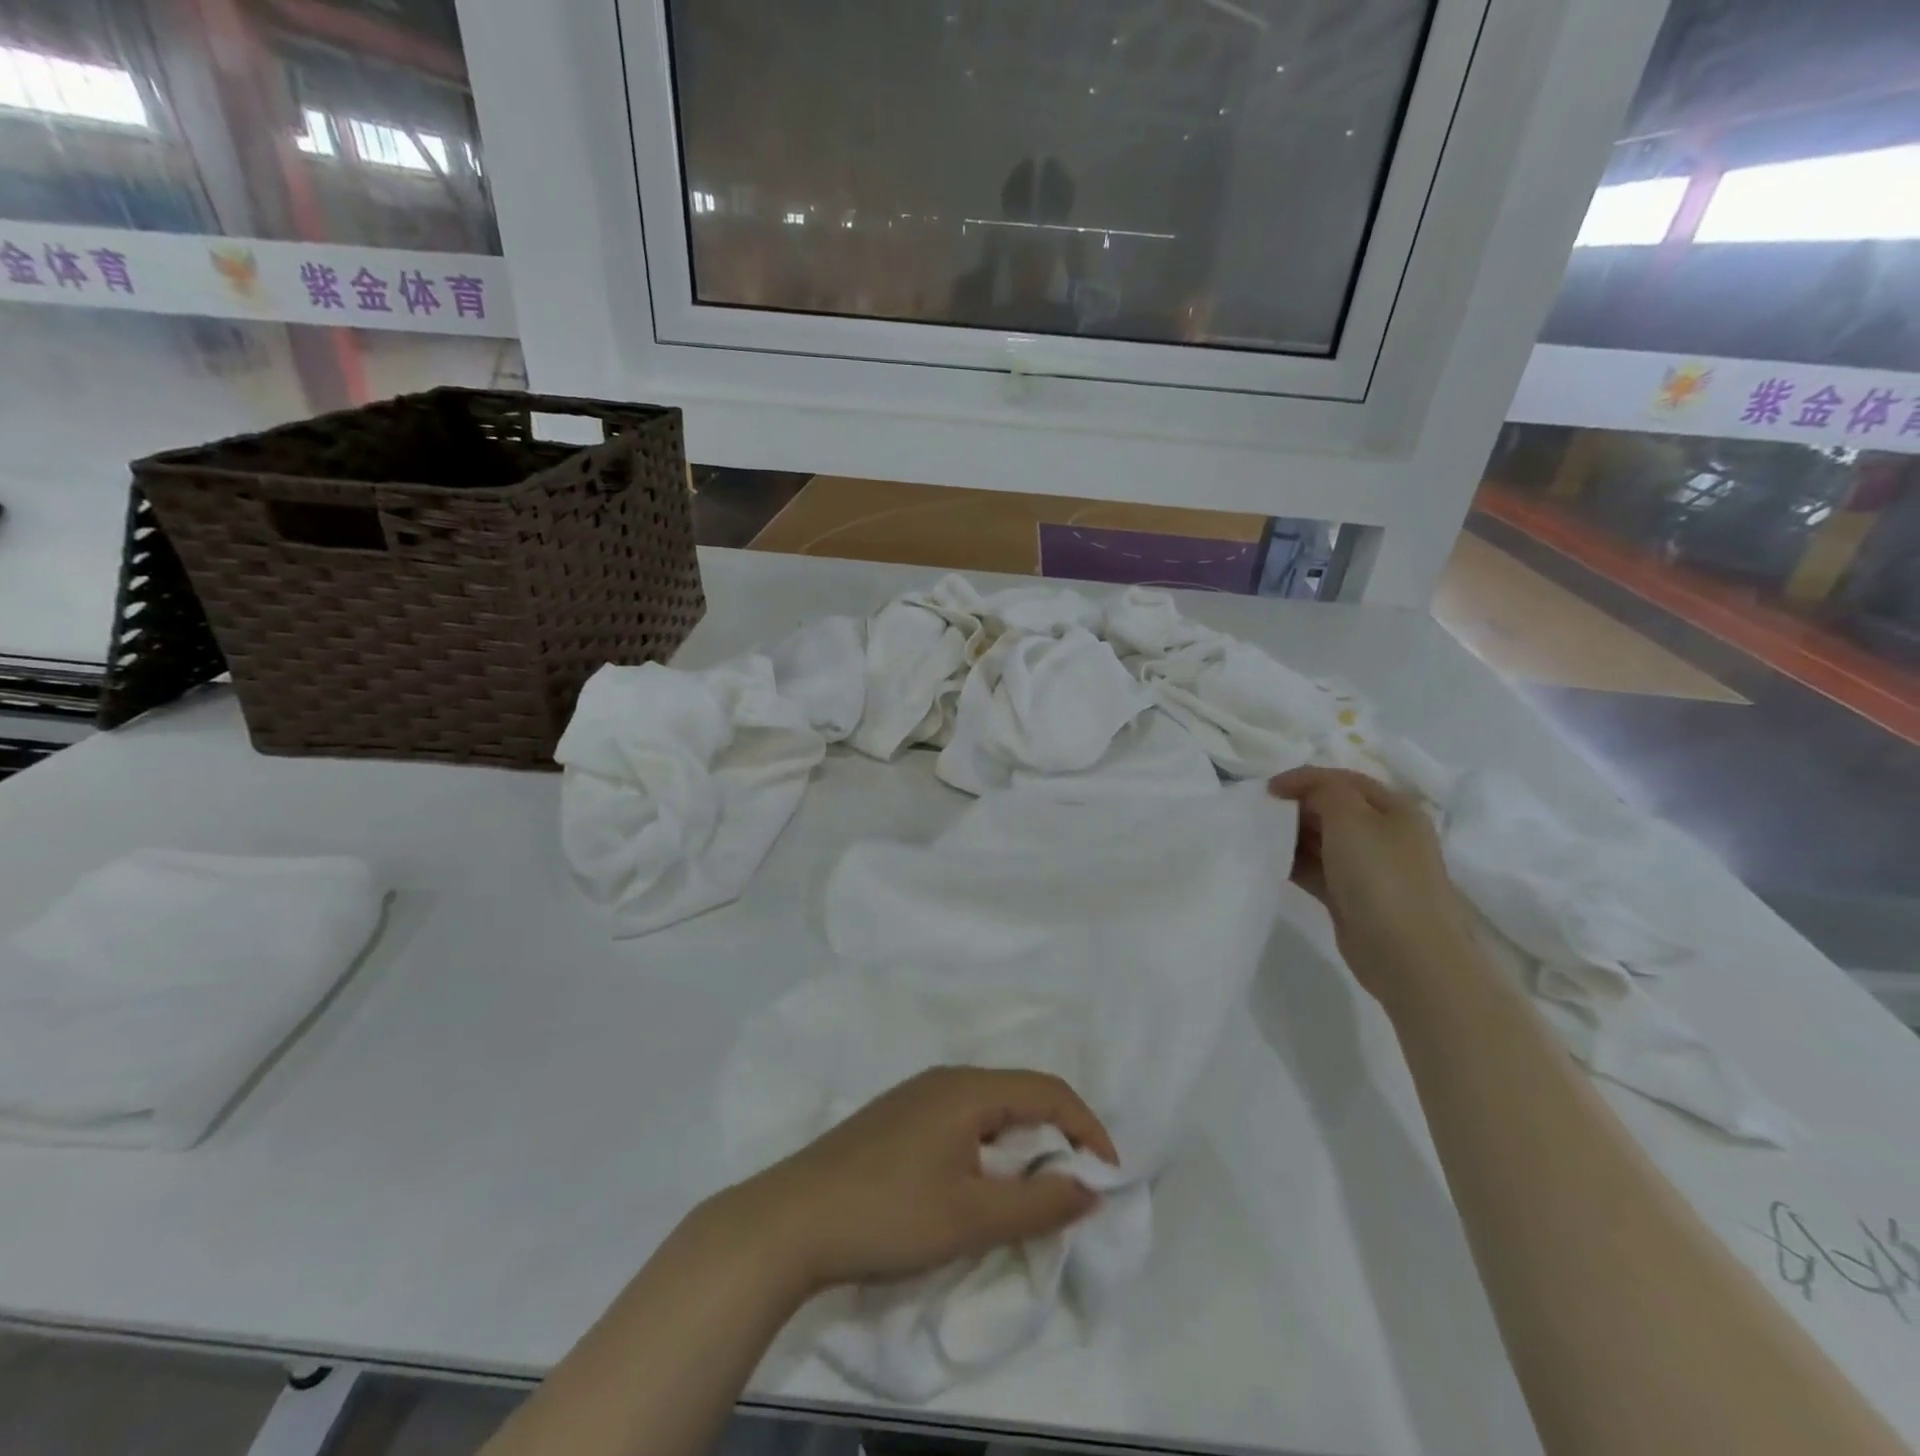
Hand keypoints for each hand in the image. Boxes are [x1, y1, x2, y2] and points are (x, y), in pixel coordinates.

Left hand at [726, 1067, 1117, 1293]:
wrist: (792, 1219)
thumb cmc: (890, 1213)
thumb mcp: (973, 1217)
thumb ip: (1038, 1203)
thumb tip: (1089, 1188)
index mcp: (968, 1089)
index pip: (1048, 1090)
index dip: (1087, 1127)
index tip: (1109, 1176)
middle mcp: (945, 1078)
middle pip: (1018, 1092)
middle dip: (1056, 1134)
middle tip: (1074, 1184)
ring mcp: (916, 1095)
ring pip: (988, 1106)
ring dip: (1021, 1140)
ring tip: (1032, 1187)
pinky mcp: (896, 1117)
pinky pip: (961, 1118)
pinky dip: (989, 1144)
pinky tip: (978, 1179)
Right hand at [1269, 766, 1475, 1002]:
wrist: (1407, 954)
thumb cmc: (1381, 877)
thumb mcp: (1351, 819)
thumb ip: (1324, 790)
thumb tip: (1302, 787)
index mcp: (1394, 809)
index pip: (1343, 780)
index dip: (1304, 778)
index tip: (1267, 790)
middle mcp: (1384, 835)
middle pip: (1333, 809)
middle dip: (1296, 807)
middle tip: (1259, 813)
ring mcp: (1369, 868)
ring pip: (1322, 841)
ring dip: (1291, 836)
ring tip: (1259, 836)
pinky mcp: (1351, 897)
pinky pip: (1317, 870)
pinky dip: (1294, 864)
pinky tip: (1269, 863)